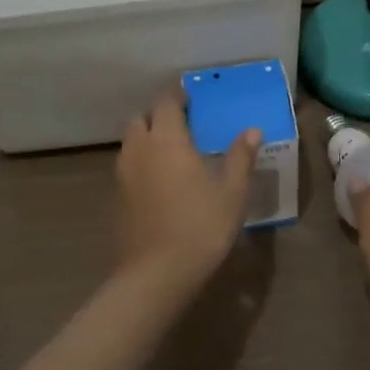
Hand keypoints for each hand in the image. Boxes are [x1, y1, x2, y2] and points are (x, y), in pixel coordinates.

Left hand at [115, 91, 259, 291]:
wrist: (157, 274)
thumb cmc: (201, 226)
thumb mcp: (232, 192)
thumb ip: (240, 157)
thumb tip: (252, 131)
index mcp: (167, 139)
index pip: (166, 102)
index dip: (177, 95)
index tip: (192, 95)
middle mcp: (140, 148)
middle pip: (142, 117)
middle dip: (159, 113)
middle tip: (182, 121)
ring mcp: (123, 173)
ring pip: (131, 141)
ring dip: (147, 135)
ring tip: (172, 148)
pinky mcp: (117, 196)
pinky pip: (128, 164)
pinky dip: (142, 159)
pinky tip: (160, 178)